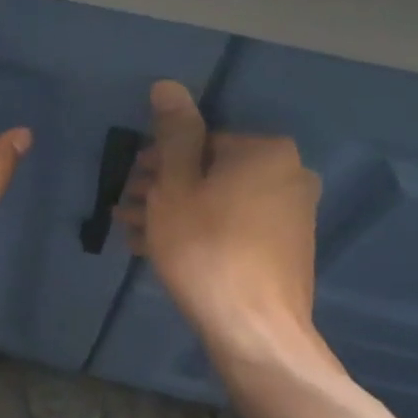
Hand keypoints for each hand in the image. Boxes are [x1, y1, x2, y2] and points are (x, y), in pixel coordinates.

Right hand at [120, 81, 335, 366]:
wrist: (256, 331)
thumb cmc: (206, 250)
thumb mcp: (176, 187)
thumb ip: (173, 134)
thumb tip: (168, 85)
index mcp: (266, 151)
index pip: (200, 140)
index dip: (157, 161)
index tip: (128, 183)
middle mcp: (290, 175)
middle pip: (210, 172)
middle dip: (163, 189)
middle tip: (125, 210)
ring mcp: (293, 215)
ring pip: (220, 203)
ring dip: (176, 213)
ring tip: (134, 234)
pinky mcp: (287, 249)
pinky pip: (235, 228)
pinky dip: (201, 233)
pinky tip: (163, 252)